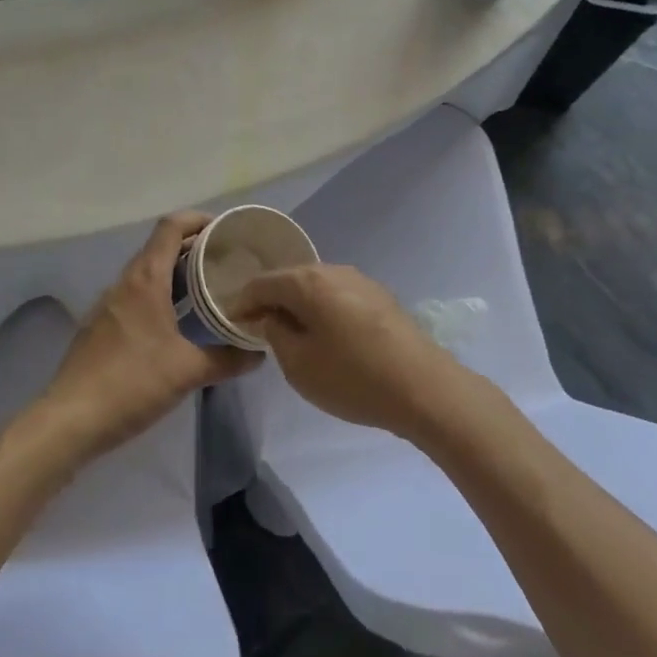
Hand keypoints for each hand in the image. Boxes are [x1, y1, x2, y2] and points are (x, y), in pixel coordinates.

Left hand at [30, 213, 261, 465]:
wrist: (70, 420)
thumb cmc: (132, 383)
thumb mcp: (188, 372)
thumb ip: (227, 359)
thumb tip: (257, 354)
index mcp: (146, 279)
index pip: (171, 227)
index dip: (198, 219)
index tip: (225, 229)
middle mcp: (125, 282)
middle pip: (161, 247)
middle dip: (194, 248)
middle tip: (227, 261)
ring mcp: (108, 304)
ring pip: (147, 273)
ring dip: (177, 273)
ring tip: (208, 288)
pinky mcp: (100, 326)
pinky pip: (136, 296)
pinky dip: (160, 295)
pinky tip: (176, 322)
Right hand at [233, 264, 465, 439]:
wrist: (423, 387)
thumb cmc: (353, 377)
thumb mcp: (299, 364)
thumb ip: (275, 334)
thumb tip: (271, 317)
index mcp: (307, 281)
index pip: (261, 282)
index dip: (242, 302)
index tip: (232, 323)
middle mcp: (333, 270)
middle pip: (290, 279)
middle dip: (271, 300)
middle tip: (258, 328)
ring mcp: (361, 281)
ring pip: (316, 286)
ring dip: (299, 305)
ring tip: (291, 333)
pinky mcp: (380, 297)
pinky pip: (338, 296)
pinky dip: (323, 309)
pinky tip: (326, 335)